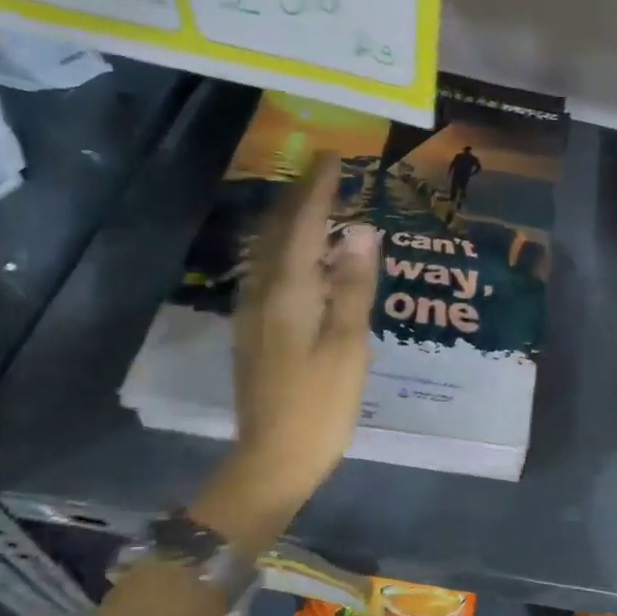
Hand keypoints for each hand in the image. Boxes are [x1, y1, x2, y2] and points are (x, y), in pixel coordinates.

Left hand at [191, 154, 378, 549]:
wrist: (273, 458)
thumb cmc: (320, 404)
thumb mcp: (348, 345)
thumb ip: (354, 286)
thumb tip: (362, 231)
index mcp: (288, 291)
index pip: (302, 224)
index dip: (318, 189)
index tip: (333, 157)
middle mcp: (262, 293)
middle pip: (277, 232)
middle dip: (299, 198)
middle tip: (325, 174)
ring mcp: (254, 314)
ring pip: (269, 252)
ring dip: (291, 223)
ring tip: (318, 207)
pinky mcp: (256, 332)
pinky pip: (271, 273)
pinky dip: (289, 252)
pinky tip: (306, 261)